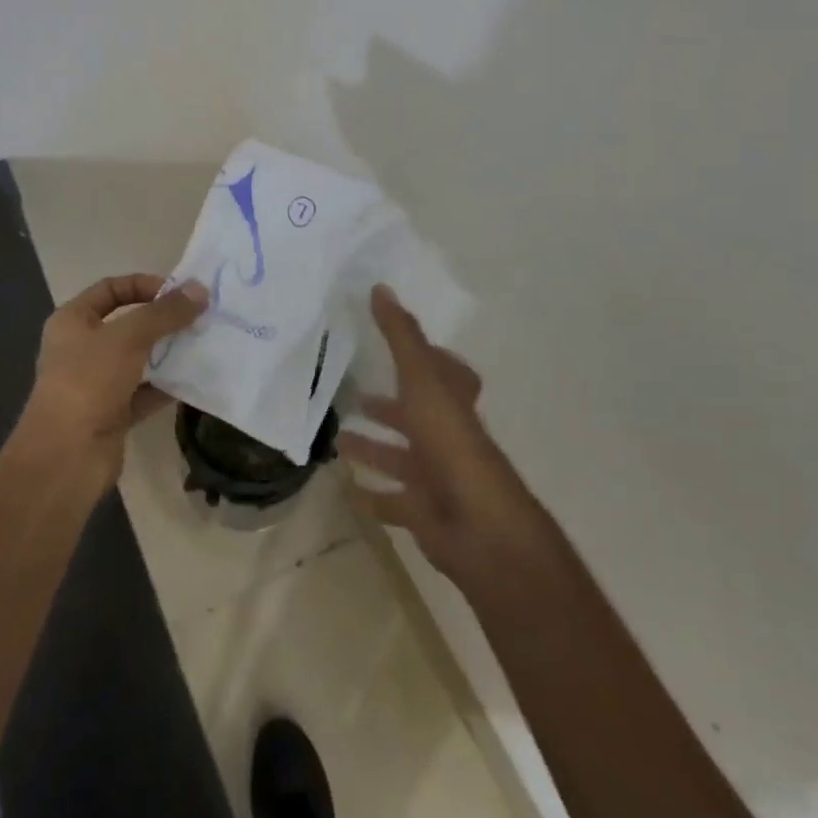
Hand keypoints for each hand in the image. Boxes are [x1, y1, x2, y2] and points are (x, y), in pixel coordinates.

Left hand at [20, 273, 208, 484]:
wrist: (65, 457)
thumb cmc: (88, 382)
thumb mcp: (128, 337)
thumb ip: (165, 313)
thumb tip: (200, 289)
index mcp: (72, 321)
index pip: (111, 289)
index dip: (144, 285)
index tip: (179, 292)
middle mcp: (82, 348)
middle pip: (128, 324)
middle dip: (162, 320)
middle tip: (200, 317)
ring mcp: (97, 383)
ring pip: (139, 359)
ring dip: (168, 352)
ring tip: (204, 343)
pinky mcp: (113, 413)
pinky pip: (145, 392)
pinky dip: (167, 385)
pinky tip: (195, 378)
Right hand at [337, 286, 546, 592]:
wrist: (480, 530)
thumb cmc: (451, 446)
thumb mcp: (422, 382)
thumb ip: (401, 338)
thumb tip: (380, 287)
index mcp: (451, 403)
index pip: (444, 373)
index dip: (426, 358)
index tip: (396, 347)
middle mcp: (446, 437)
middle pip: (416, 416)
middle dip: (388, 407)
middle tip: (353, 395)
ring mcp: (437, 477)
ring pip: (401, 458)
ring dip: (373, 447)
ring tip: (337, 439)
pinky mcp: (425, 514)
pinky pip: (394, 502)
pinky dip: (374, 495)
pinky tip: (349, 489)